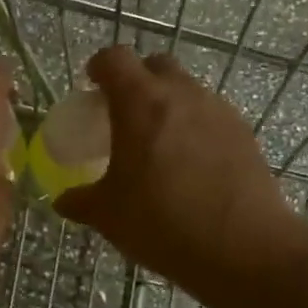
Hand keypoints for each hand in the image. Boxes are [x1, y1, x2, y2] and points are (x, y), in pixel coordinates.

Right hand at [56, 47, 307, 300]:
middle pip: (155, 66)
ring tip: (157, 144)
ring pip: (187, 91)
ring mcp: (219, 112)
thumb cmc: (162, 222)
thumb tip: (63, 201)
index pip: (114, 59)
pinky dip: (194, 128)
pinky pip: (210, 117)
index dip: (99, 66)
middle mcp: (182, 95)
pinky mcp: (244, 135)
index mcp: (140, 103)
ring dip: (168, 105)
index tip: (91, 85)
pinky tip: (189, 166)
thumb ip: (80, 201)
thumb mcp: (107, 215)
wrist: (244, 248)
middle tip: (123, 114)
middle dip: (136, 80)